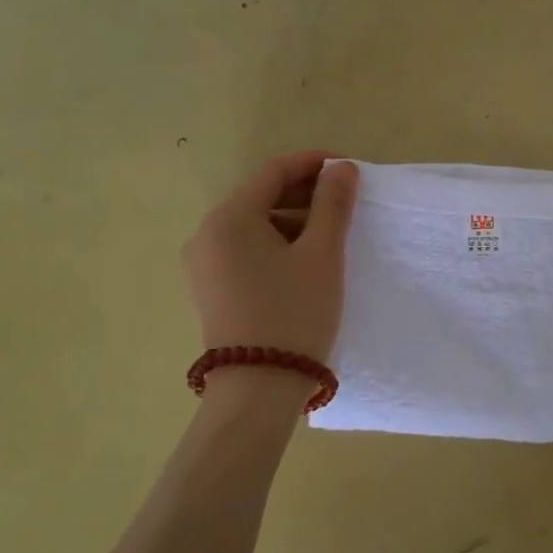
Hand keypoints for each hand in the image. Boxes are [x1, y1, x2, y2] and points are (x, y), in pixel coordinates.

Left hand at [182, 151, 357, 364]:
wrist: (258, 388)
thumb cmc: (294, 312)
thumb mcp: (322, 255)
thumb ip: (333, 205)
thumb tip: (342, 168)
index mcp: (229, 218)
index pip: (273, 171)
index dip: (313, 164)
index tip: (349, 169)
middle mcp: (206, 234)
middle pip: (260, 196)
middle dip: (305, 192)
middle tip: (346, 201)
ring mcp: (203, 264)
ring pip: (254, 225)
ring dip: (293, 220)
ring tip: (331, 233)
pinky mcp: (210, 289)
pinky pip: (245, 250)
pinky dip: (276, 244)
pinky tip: (305, 260)